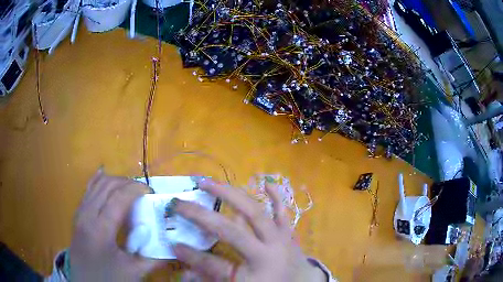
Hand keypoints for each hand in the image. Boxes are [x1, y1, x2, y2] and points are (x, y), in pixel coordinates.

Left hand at [70, 169, 162, 280]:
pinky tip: (104, 174)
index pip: (118, 198)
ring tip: (129, 187)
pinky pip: (87, 190)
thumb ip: (153, 258)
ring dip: (114, 181)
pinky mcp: (78, 214)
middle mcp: (87, 215)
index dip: (135, 189)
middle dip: (126, 182)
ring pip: (96, 185)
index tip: (150, 192)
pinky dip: (98, 180)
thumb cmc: (108, 279)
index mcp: (100, 230)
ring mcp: (80, 213)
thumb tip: (171, 247)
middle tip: (142, 191)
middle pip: (107, 186)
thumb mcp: (133, 272)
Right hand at [173, 180, 325, 281]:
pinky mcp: (287, 231)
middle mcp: (266, 252)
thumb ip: (212, 277)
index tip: (173, 244)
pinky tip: (267, 182)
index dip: (192, 256)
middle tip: (181, 203)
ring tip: (208, 183)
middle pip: (231, 231)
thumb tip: (185, 272)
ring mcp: (279, 238)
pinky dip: (275, 196)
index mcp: (253, 272)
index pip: (214, 264)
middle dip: (202, 216)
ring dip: (230, 195)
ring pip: (254, 213)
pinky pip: (282, 211)